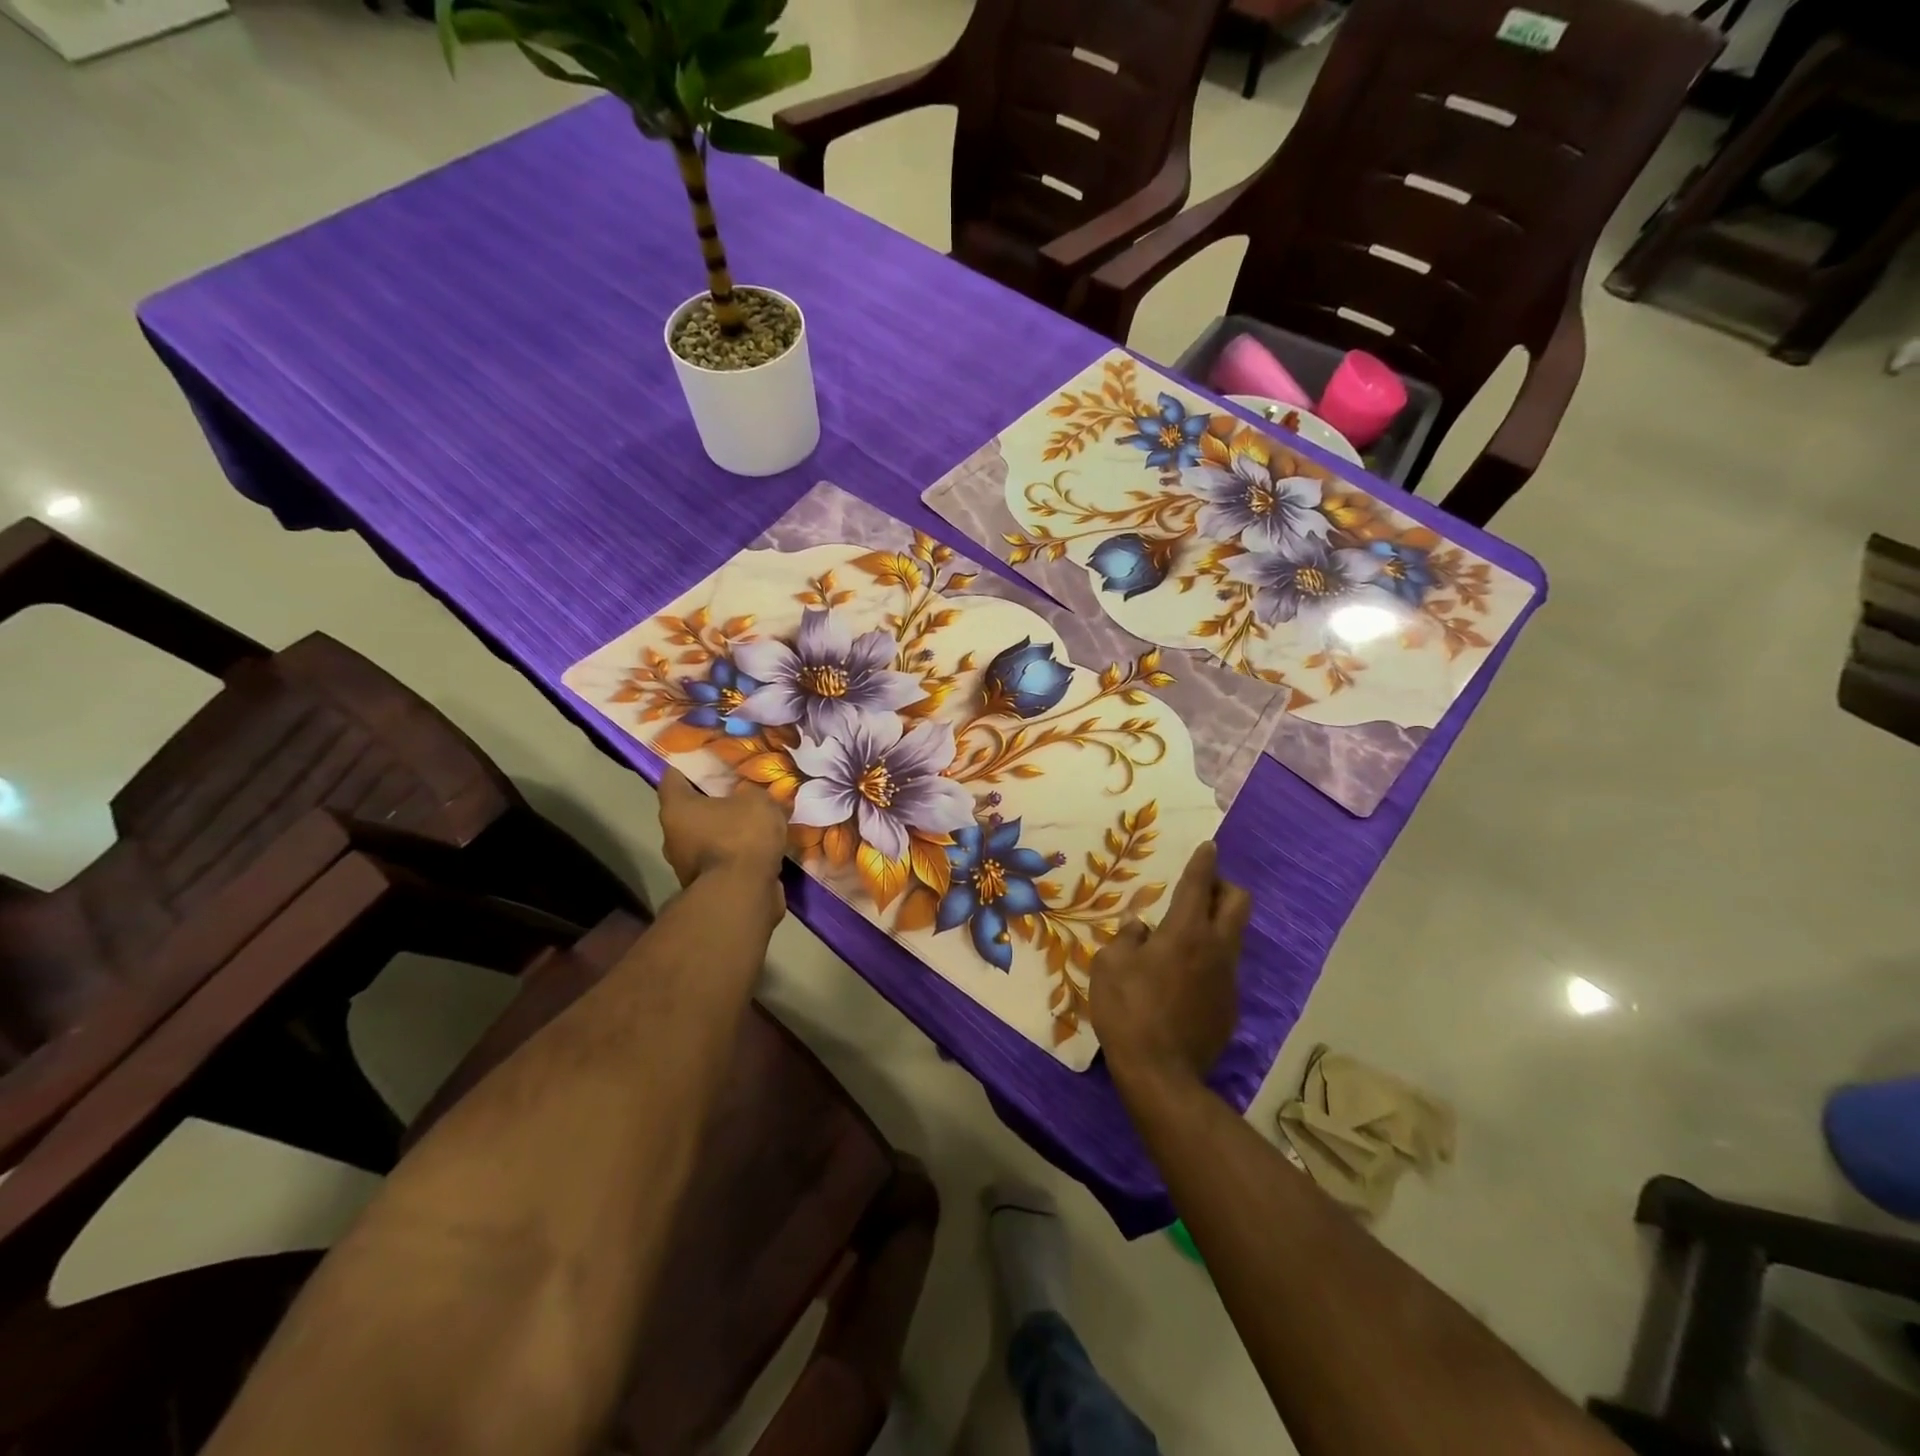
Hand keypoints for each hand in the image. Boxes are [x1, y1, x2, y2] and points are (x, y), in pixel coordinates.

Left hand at [658, 769, 789, 920]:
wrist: (742, 895)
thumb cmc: (741, 838)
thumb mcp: (757, 800)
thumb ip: (754, 793)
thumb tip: (754, 796)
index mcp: (677, 808)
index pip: (673, 776)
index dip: (691, 765)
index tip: (710, 758)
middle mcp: (674, 837)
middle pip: (691, 810)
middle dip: (713, 801)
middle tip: (740, 790)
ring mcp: (688, 866)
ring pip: (708, 838)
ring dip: (727, 831)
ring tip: (756, 821)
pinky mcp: (708, 886)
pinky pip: (723, 861)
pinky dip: (738, 855)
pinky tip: (761, 848)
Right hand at [1091, 841, 1250, 1092]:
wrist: (1161, 1074)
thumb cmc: (1128, 1011)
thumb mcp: (1109, 967)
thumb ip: (1126, 938)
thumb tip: (1139, 927)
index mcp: (1185, 932)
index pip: (1199, 885)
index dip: (1204, 862)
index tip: (1209, 846)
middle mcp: (1215, 949)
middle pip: (1238, 903)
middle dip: (1224, 887)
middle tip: (1201, 889)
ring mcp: (1227, 979)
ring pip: (1233, 937)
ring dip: (1216, 926)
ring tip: (1185, 936)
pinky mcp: (1229, 1007)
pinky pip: (1223, 970)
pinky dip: (1209, 962)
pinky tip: (1183, 980)